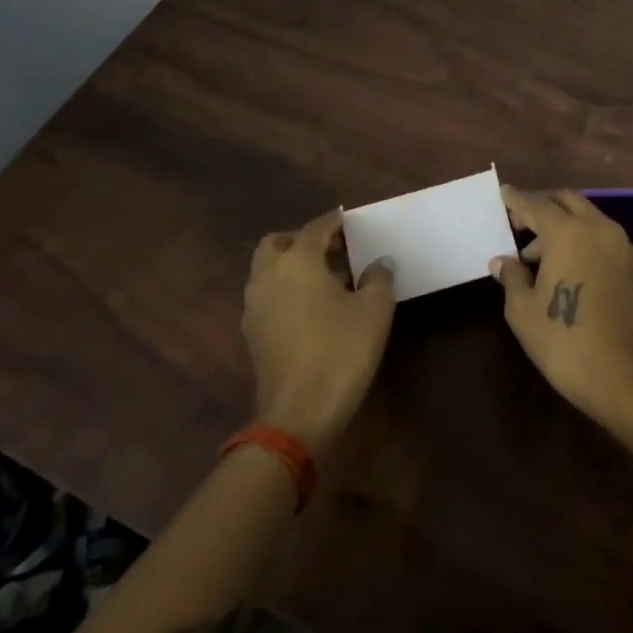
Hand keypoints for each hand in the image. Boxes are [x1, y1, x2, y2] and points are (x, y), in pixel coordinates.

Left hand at [242, 209, 396, 457]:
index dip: (334, 222)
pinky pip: (268, 297)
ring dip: (292, 266)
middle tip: (332, 249)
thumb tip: (379, 265)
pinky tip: (314, 308)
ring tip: (328, 279)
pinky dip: (286, 291)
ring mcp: (255, 308)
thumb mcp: (374, 310)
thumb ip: (378, 279)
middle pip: (277, 244)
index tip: (348, 218)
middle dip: (301, 240)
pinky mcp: (253, 336)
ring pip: (268, 272)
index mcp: (296, 262)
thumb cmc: (341, 350)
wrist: (299, 413)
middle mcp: (268, 277)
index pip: (315, 229)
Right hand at [491, 186, 632, 422]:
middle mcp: (599, 229)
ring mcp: (621, 246)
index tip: (504, 193)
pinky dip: (581, 238)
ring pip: (587, 217)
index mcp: (569, 233)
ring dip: (562, 224)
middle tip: (519, 221)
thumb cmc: (564, 341)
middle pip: (567, 201)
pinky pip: (601, 236)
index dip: (516, 200)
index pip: (536, 205)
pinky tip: (565, 265)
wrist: (623, 377)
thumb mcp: (523, 310)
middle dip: (543, 205)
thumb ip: (512, 277)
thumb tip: (503, 261)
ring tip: (536, 255)